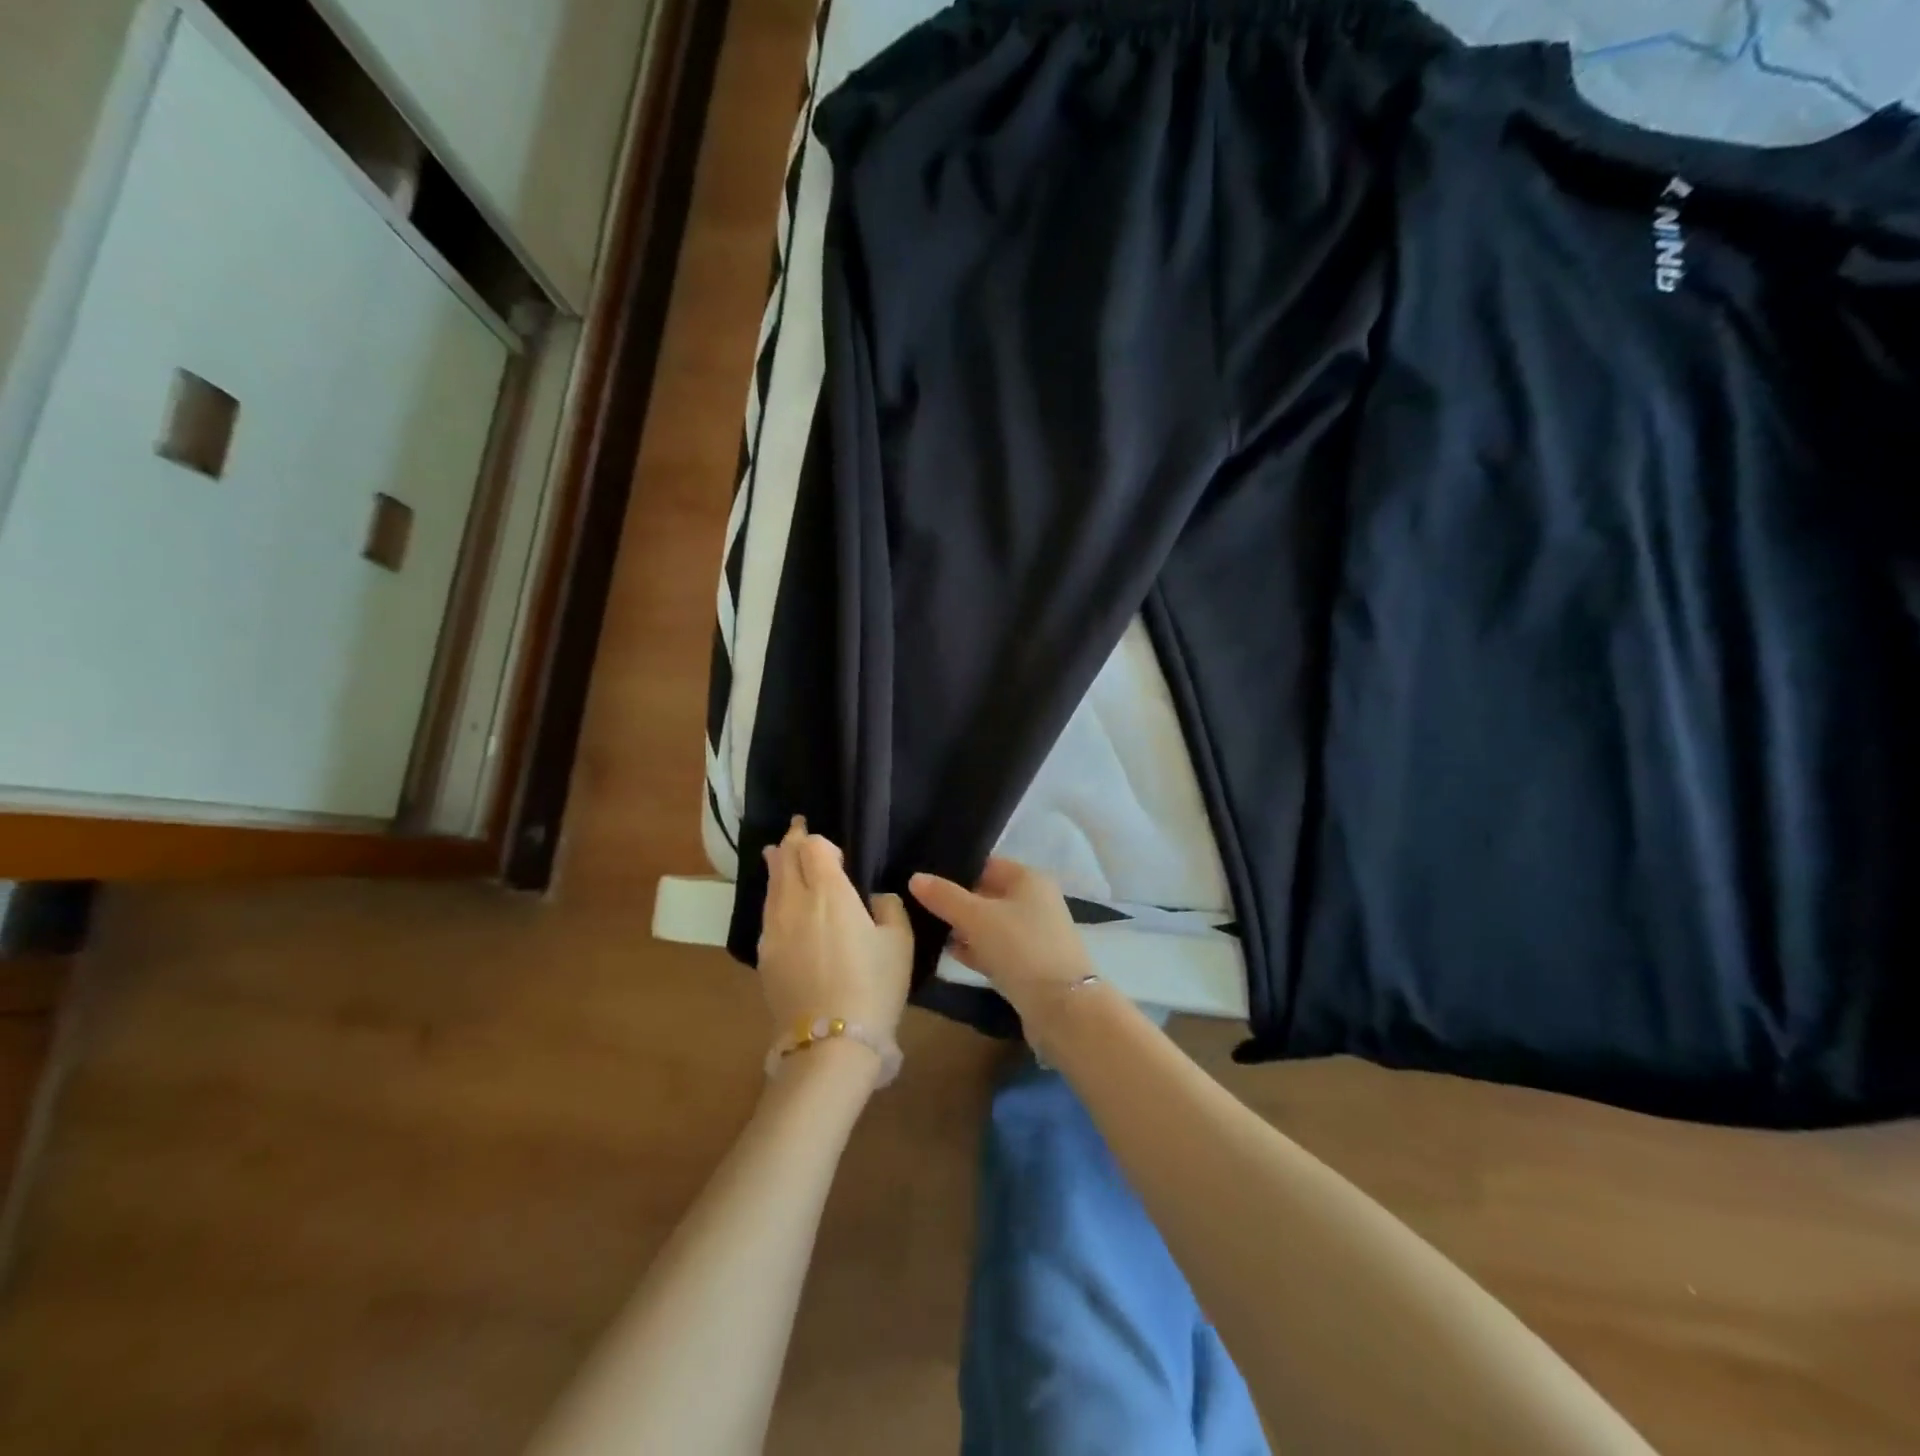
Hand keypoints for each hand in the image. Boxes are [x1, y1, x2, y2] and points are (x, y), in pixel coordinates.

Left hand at [758, 817, 912, 1056]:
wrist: (830, 1043)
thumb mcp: (899, 942)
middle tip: (795, 830)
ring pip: (770, 886)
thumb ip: (888, 907)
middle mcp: (793, 903)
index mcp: (828, 892)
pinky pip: (767, 914)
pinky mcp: (763, 957)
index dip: (819, 841)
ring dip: (776, 866)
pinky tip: (779, 904)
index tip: (831, 848)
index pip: (812, 847)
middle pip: (784, 860)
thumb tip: (874, 898)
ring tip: (776, 854)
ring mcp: (773, 931)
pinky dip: (773, 897)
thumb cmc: (873, 985)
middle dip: (791, 842)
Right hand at [909, 857, 1095, 1029]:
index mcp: (1029, 879)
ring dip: (964, 929)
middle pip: (987, 895)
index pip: (986, 864)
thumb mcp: (976, 917)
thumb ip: (944, 897)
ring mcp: (1034, 934)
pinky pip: (996, 949)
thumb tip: (915, 878)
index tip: (922, 879)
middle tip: (918, 907)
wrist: (1062, 1007)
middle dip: (955, 902)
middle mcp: (1035, 901)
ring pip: (990, 924)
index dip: (955, 870)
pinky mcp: (1030, 964)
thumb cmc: (1020, 947)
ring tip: (928, 930)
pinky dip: (976, 950)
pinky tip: (951, 955)